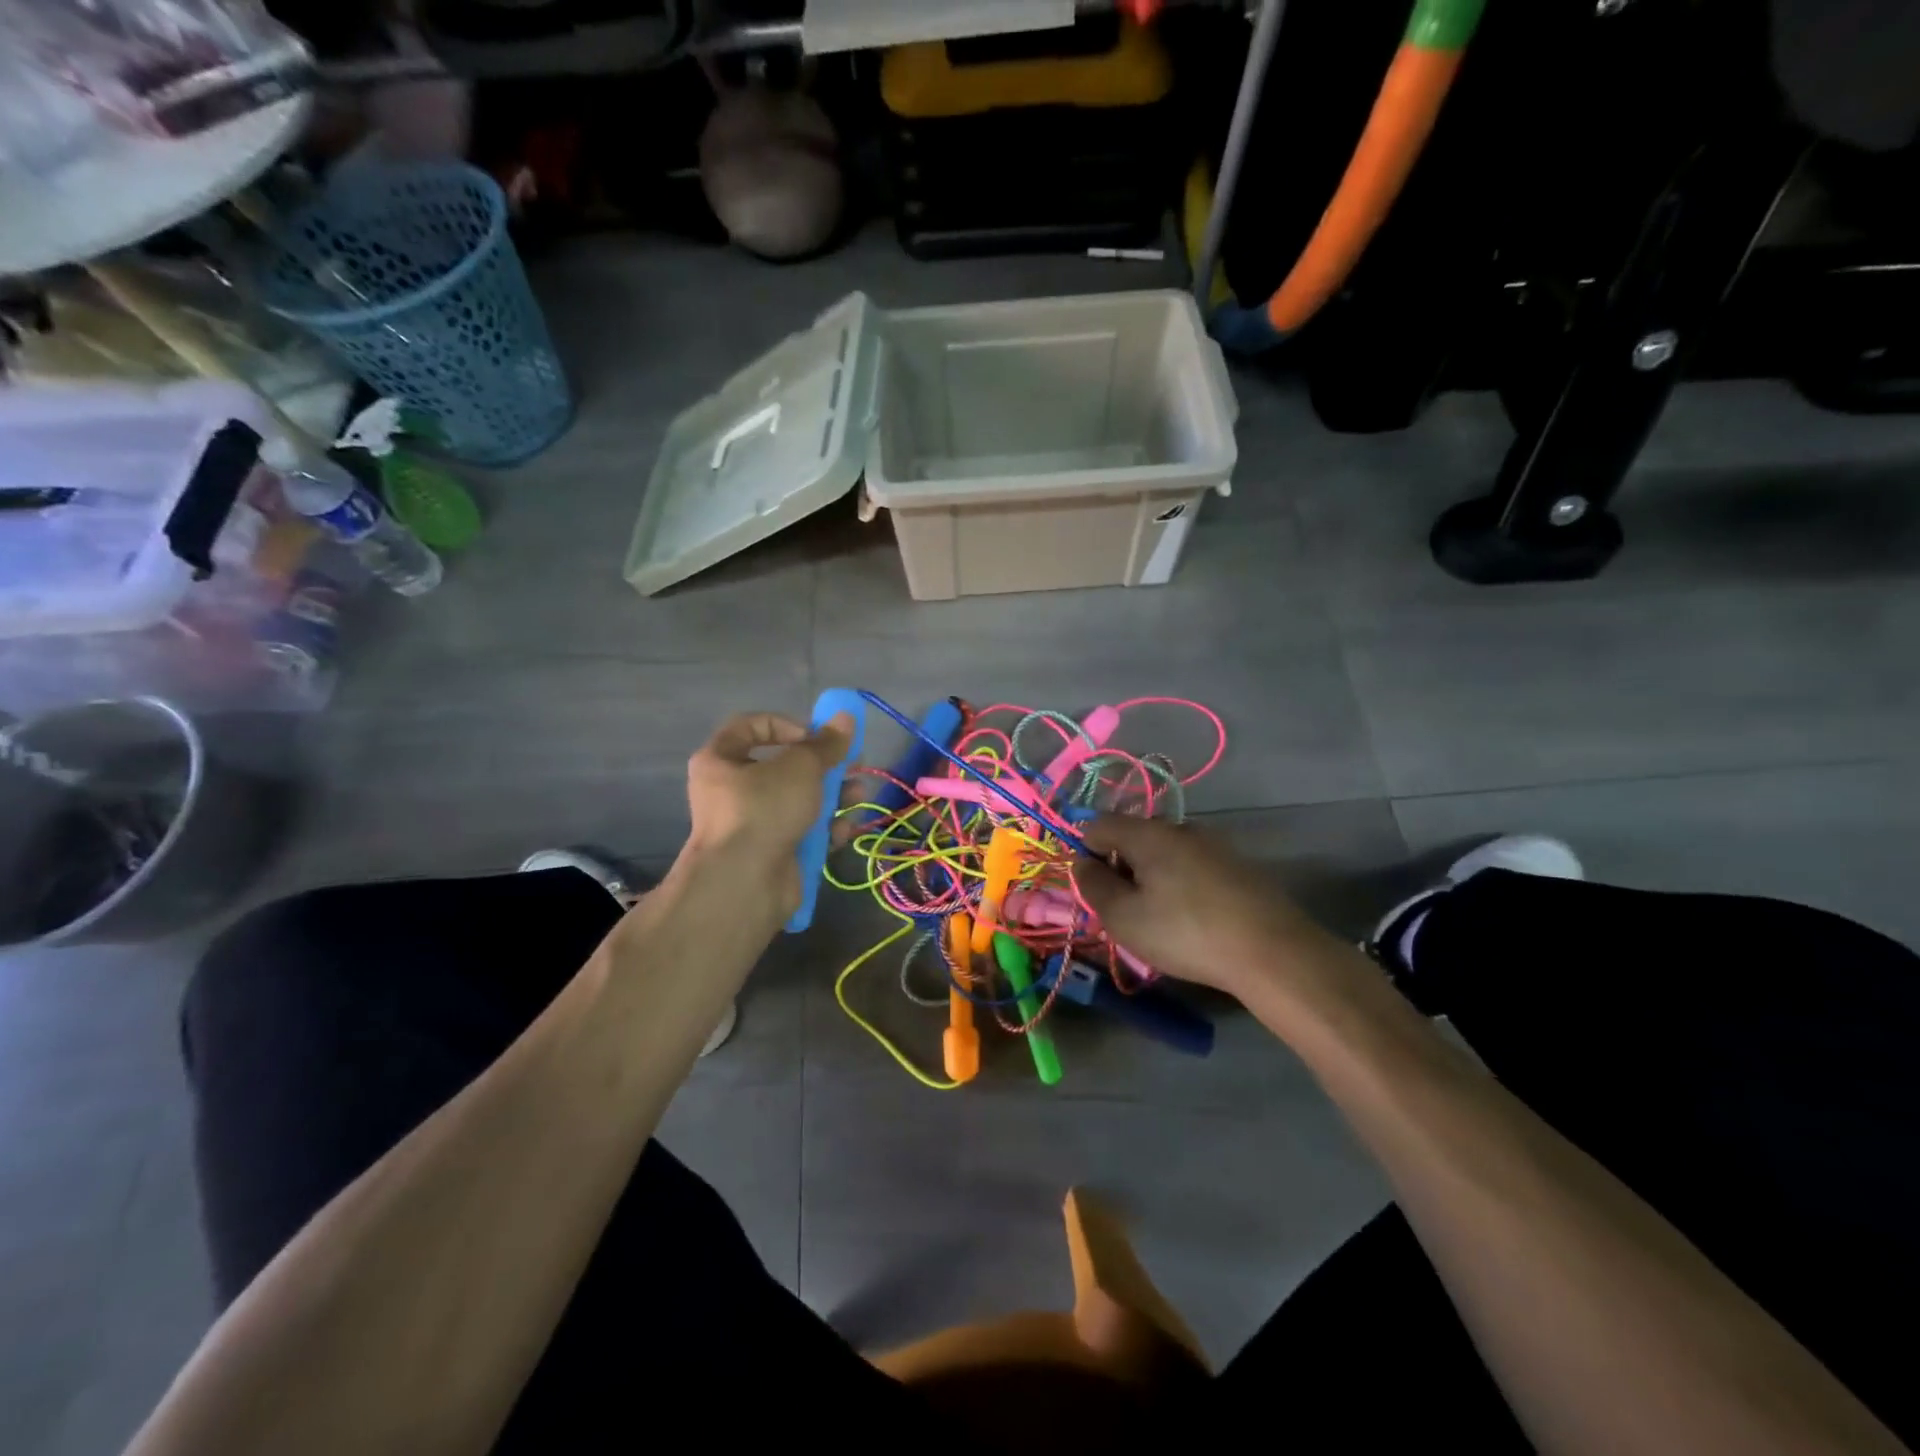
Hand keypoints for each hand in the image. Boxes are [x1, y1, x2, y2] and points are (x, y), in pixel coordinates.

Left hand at [683, 711, 853, 911]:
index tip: (815, 736)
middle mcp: (731, 791)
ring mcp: (752, 825)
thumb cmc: (764, 809)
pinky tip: (844, 830)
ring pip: (798, 802)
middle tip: (852, 766)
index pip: (750, 727)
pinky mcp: (772, 853)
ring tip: (858, 796)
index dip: (786, 725)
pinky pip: (802, 833)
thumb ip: (826, 743)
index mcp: (720, 760)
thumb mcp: (801, 766)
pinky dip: (824, 830)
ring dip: (833, 797)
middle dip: (823, 767)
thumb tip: (846, 717)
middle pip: (783, 768)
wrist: (745, 883)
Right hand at [1072, 814, 1341, 996]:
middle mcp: (1180, 827)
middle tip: (1124, 909)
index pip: (1099, 825)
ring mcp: (1213, 844)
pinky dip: (1179, 883)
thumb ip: (1093, 886)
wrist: (1272, 951)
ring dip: (1151, 877)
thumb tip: (1082, 862)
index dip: (1086, 853)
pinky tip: (1190, 917)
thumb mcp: (1123, 917)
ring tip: (1157, 918)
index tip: (1094, 890)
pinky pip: (1191, 865)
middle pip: (1133, 836)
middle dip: (1120, 866)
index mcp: (1147, 833)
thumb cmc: (1186, 933)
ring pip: (1164, 852)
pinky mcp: (1236, 865)